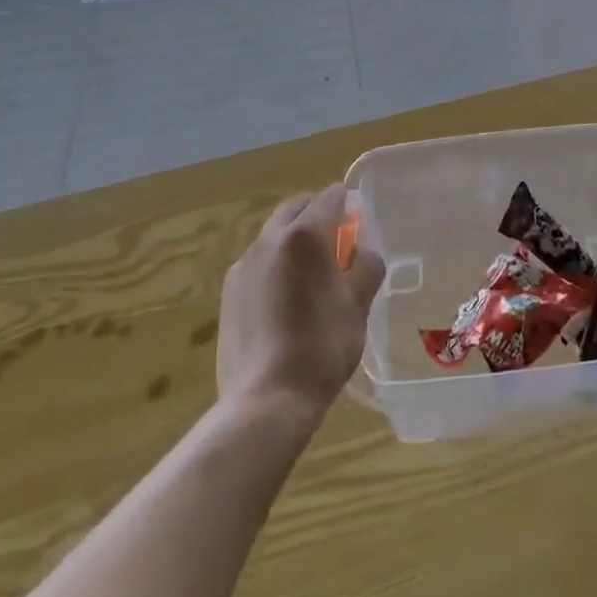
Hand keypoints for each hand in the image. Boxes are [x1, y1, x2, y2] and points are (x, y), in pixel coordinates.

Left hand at [216, 184, 385, 421]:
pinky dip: (275, 263)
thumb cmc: (323, 346)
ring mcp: (245, 264)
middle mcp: (271, 238)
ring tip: (311, 273)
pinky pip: (258, 261)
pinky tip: (285, 298)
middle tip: (338, 242)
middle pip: (298, 208)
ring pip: (274, 233)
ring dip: (295, 238)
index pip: (331, 197)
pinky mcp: (229, 290)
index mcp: (306, 234)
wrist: (266, 400)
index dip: (349, 205)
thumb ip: (367, 263)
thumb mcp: (359, 304)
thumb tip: (365, 242)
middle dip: (318, 214)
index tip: (359, 225)